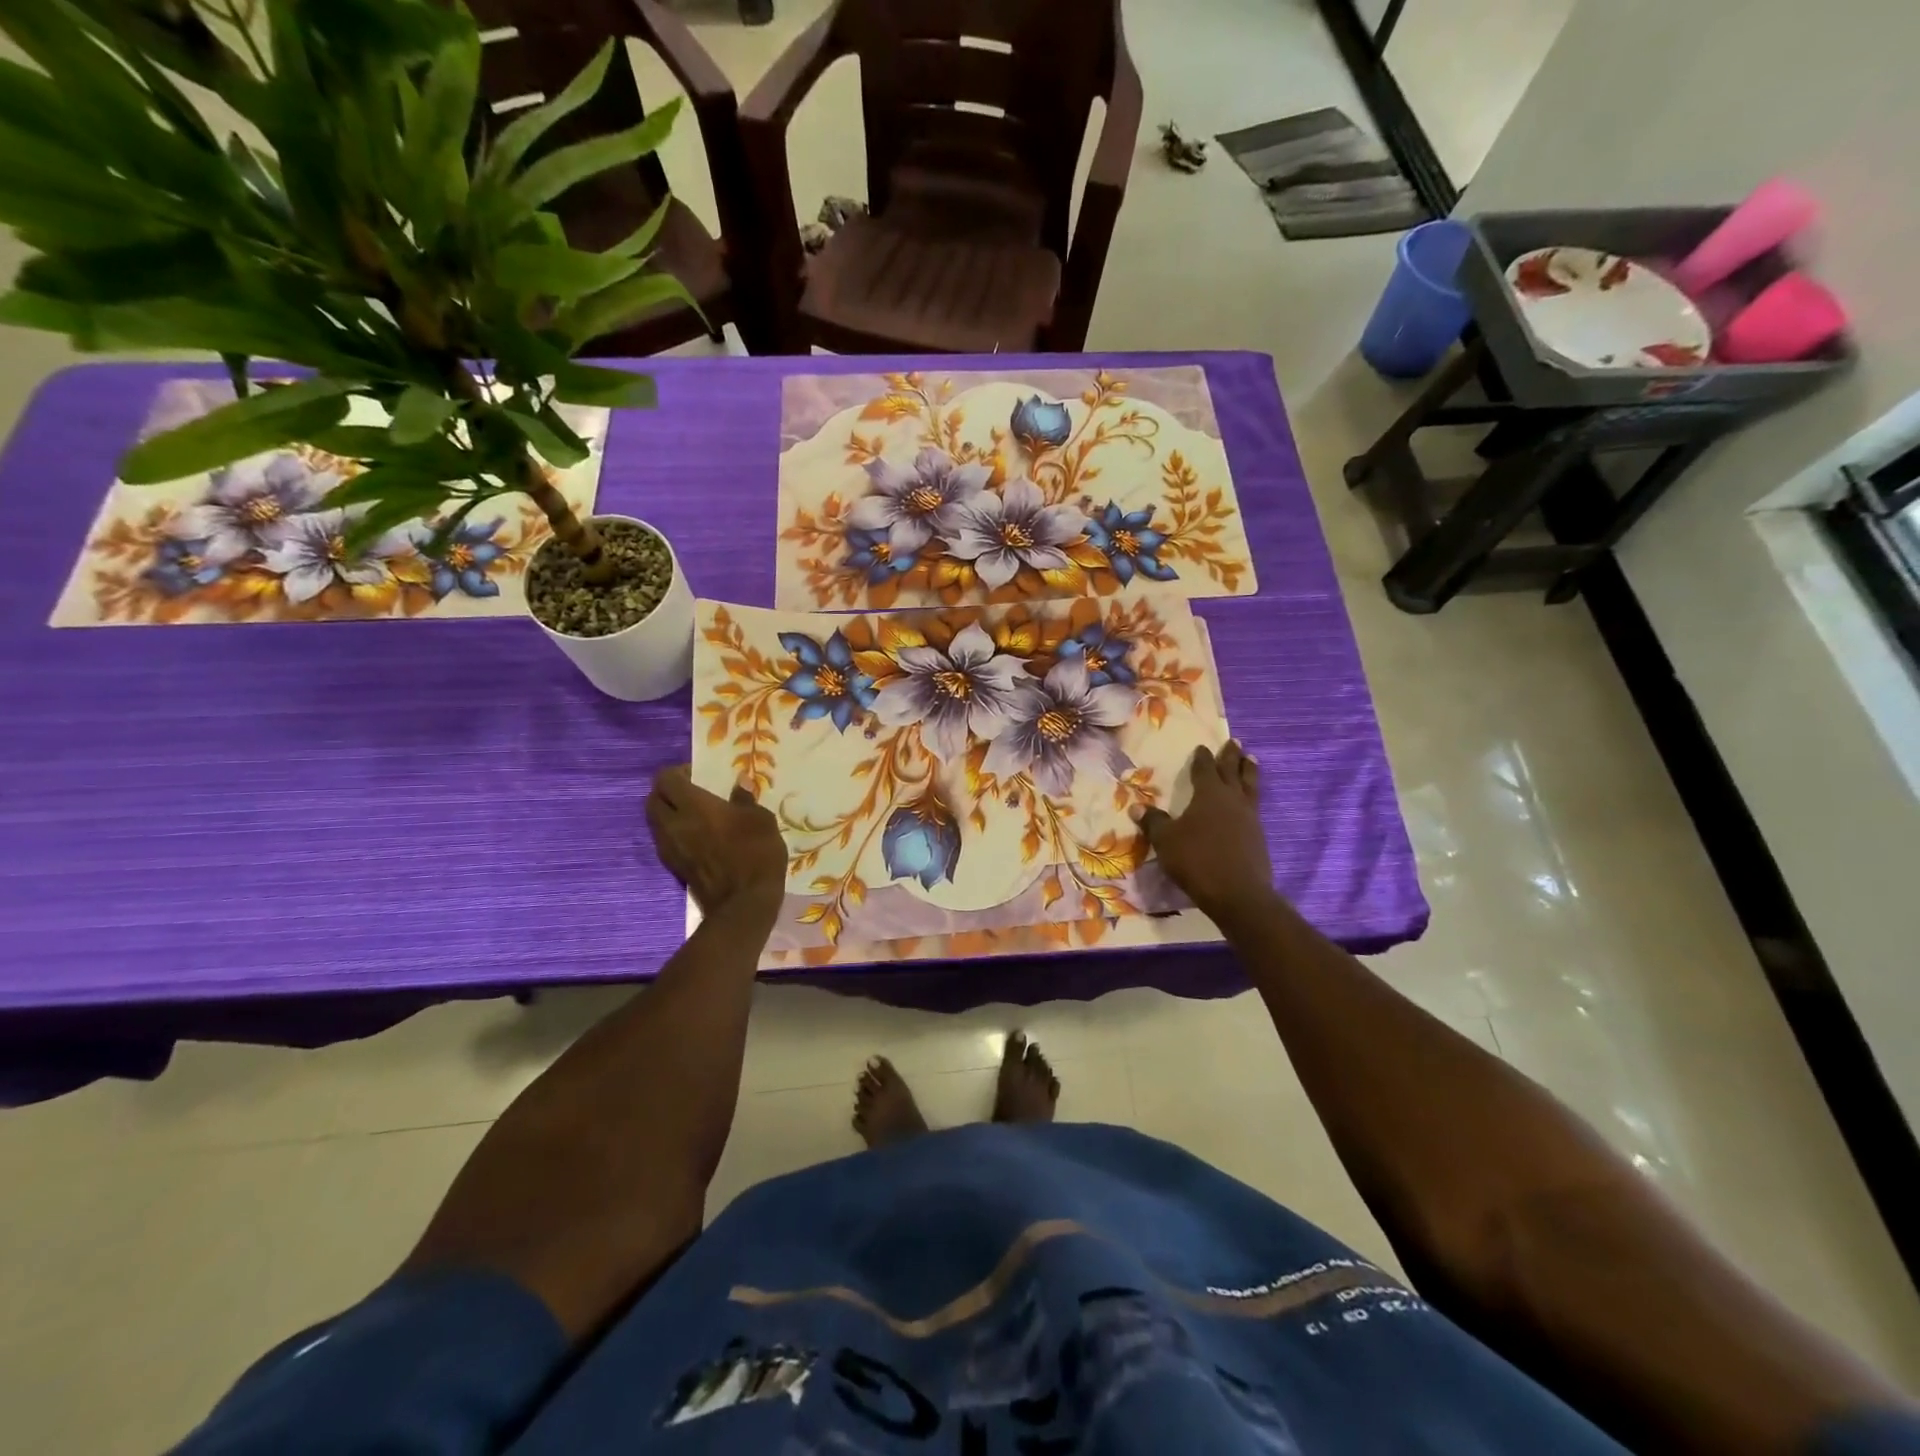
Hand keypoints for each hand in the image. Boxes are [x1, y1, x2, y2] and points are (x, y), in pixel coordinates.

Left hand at [645, 765, 786, 920]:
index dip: (678, 772)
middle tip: (689, 792)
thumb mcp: (761, 820)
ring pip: (655, 821)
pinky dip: (673, 832)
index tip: (697, 774)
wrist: (744, 903)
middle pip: (652, 799)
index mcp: (694, 806)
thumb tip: (740, 782)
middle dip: (666, 791)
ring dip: (667, 813)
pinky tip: (695, 836)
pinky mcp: (674, 867)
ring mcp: (670, 848)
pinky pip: (664, 841)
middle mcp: (674, 824)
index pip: (666, 779)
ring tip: (692, 814)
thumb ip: (745, 799)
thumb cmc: (756, 854)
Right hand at [1139, 742, 1273, 921]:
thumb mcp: (1166, 841)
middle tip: (1234, 742)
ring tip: (1251, 760)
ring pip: (1250, 786)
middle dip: (1231, 756)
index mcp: (1209, 794)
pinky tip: (1248, 802)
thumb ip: (1153, 822)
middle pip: (1233, 771)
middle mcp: (1232, 800)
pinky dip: (1251, 796)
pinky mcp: (1258, 836)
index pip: (1205, 769)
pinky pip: (1255, 806)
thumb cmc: (1197, 860)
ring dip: (1249, 771)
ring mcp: (1250, 817)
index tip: (1202, 747)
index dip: (1202, 758)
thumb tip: (1136, 807)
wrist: (1237, 893)